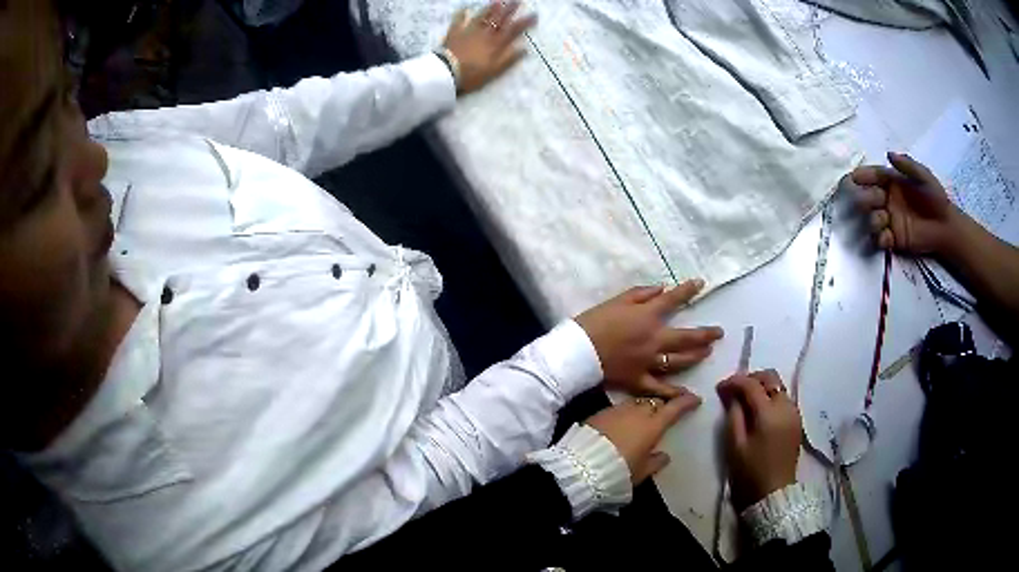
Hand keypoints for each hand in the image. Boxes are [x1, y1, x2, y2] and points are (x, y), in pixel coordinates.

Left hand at [443, 1, 536, 94]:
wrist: (446, 72)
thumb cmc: (472, 75)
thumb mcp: (494, 70)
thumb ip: (509, 59)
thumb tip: (524, 48)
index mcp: (495, 44)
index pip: (513, 30)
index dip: (524, 22)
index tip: (534, 15)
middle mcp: (484, 34)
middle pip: (499, 20)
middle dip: (509, 10)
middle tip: (517, 0)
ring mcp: (469, 32)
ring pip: (482, 17)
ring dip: (490, 9)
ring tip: (497, 0)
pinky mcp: (454, 33)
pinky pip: (458, 21)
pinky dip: (462, 14)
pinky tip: (464, 9)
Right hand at [575, 281, 723, 398]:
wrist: (577, 352)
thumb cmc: (594, 322)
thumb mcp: (616, 300)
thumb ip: (641, 295)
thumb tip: (662, 289)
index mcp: (648, 317)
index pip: (674, 300)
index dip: (689, 290)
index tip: (701, 283)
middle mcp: (655, 340)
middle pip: (686, 337)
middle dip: (705, 333)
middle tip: (718, 333)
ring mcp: (649, 363)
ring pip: (679, 361)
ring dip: (696, 356)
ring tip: (706, 353)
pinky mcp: (639, 380)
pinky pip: (660, 388)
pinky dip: (673, 391)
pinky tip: (686, 393)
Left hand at [586, 391, 702, 483]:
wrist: (582, 465)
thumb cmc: (618, 471)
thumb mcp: (641, 472)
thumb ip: (655, 462)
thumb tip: (664, 456)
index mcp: (652, 426)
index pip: (674, 409)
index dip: (686, 402)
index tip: (695, 398)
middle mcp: (637, 413)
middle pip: (654, 402)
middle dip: (662, 406)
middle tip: (665, 413)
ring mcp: (617, 411)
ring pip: (636, 403)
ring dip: (642, 408)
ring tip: (642, 419)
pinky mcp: (600, 413)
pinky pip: (618, 409)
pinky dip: (625, 414)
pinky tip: (621, 424)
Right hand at [717, 371, 801, 510]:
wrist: (774, 494)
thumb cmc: (750, 472)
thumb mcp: (735, 446)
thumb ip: (733, 416)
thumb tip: (731, 396)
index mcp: (768, 413)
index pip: (751, 385)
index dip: (734, 381)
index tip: (720, 388)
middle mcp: (785, 406)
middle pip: (770, 378)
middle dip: (751, 379)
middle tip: (734, 390)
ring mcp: (794, 412)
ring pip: (778, 387)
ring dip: (762, 387)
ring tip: (746, 401)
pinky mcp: (797, 421)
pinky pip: (783, 398)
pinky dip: (771, 397)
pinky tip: (760, 412)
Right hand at [847, 152, 960, 254]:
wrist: (946, 227)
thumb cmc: (936, 198)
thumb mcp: (924, 176)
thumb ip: (907, 165)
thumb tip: (888, 154)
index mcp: (893, 183)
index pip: (874, 177)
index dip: (863, 176)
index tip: (854, 178)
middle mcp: (888, 200)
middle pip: (868, 198)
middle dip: (865, 200)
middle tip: (871, 202)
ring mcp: (890, 221)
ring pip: (871, 220)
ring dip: (872, 220)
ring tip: (883, 221)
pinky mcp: (894, 240)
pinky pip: (880, 240)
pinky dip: (879, 239)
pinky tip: (886, 238)